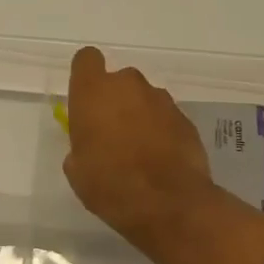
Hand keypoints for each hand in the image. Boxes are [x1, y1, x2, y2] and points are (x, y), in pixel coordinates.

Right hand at [61, 46, 218, 256]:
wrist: (169, 204)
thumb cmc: (110, 184)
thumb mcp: (77, 169)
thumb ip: (81, 145)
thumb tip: (91, 146)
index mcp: (93, 91)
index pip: (87, 59)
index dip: (86, 75)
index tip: (86, 98)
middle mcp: (128, 85)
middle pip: (119, 80)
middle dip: (116, 100)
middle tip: (112, 133)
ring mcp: (161, 100)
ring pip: (144, 98)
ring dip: (140, 115)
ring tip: (140, 150)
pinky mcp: (186, 119)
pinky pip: (166, 117)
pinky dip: (162, 131)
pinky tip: (160, 159)